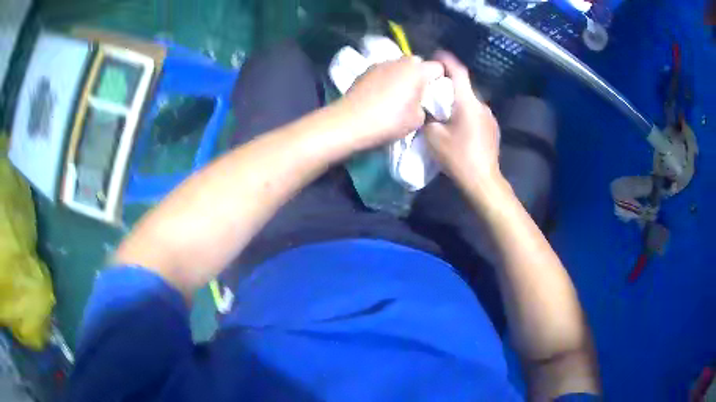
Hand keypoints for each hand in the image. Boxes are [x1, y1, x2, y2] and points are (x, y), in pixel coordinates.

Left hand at [338, 56, 444, 147]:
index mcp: (417, 69)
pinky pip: (384, 72)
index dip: (441, 80)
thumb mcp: (418, 119)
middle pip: (417, 64)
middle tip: (417, 96)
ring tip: (397, 96)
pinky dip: (386, 80)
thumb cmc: (390, 120)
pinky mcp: (365, 71)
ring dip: (402, 77)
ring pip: (399, 67)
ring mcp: (380, 64)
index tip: (436, 94)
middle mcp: (399, 60)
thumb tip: (419, 102)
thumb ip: (425, 105)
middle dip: (420, 76)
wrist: (350, 122)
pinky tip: (380, 96)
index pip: (438, 67)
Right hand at [424, 51, 501, 185]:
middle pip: (464, 87)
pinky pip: (477, 113)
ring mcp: (490, 117)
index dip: (447, 60)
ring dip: (458, 101)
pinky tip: (459, 125)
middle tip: (434, 88)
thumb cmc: (458, 156)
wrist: (483, 180)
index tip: (436, 55)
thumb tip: (427, 109)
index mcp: (467, 102)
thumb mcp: (433, 136)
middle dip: (449, 84)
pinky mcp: (493, 128)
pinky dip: (466, 112)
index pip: (459, 72)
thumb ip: (428, 117)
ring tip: (445, 109)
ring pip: (470, 101)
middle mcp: (482, 105)